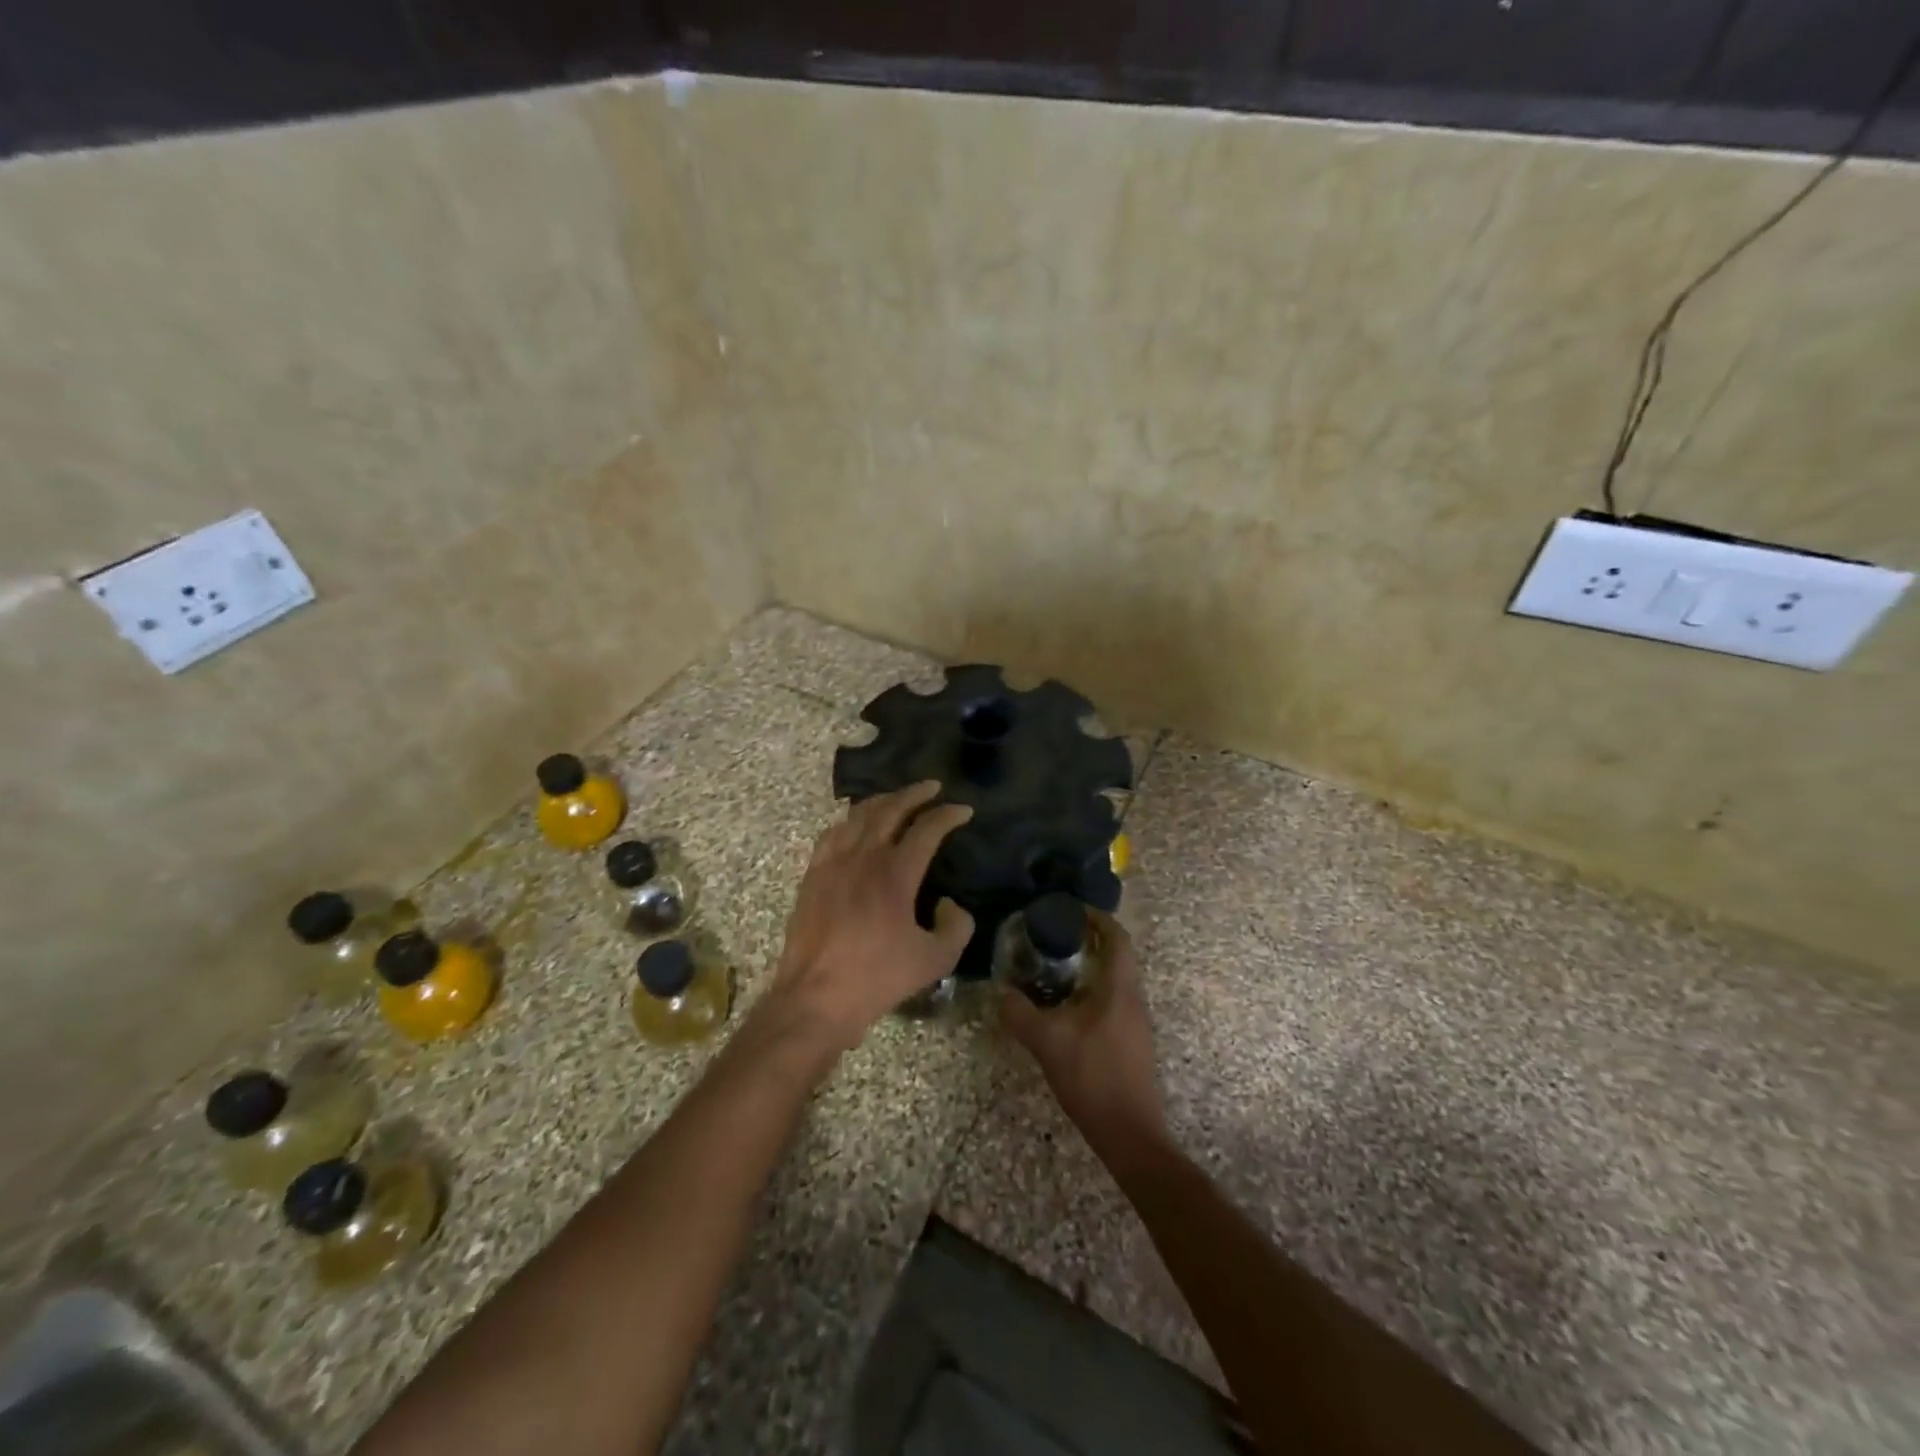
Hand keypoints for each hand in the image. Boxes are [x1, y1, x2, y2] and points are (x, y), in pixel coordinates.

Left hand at [768, 781, 974, 1051]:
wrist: (816, 997)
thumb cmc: (877, 978)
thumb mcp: (935, 960)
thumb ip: (957, 927)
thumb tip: (951, 904)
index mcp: (895, 873)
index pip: (927, 829)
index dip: (948, 815)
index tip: (964, 810)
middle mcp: (863, 857)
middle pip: (890, 809)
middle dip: (914, 794)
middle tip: (932, 787)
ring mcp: (832, 863)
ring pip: (858, 816)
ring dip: (882, 801)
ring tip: (896, 799)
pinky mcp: (812, 876)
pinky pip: (832, 834)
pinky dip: (849, 820)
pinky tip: (854, 825)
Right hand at [1001, 912, 1169, 1163]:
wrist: (1129, 1133)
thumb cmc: (1092, 1076)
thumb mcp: (1047, 1041)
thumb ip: (1020, 1013)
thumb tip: (999, 992)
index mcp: (1119, 988)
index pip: (1117, 937)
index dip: (1097, 918)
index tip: (1070, 910)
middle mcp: (1133, 998)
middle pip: (1118, 955)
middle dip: (1089, 941)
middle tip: (1055, 936)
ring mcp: (1136, 1022)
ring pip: (1115, 980)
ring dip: (1090, 967)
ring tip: (1055, 968)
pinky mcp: (1132, 1042)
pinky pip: (1113, 1000)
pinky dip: (1092, 991)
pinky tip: (1066, 1007)